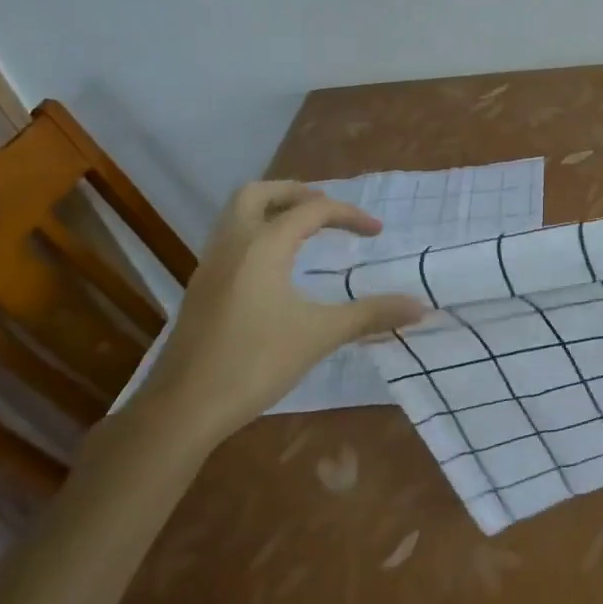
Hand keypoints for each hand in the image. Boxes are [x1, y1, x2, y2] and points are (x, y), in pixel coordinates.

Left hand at [133, 182, 426, 443]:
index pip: (313, 210)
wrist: (181, 410)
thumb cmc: (254, 363)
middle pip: (259, 193)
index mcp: (264, 245)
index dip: (349, 215)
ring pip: (237, 215)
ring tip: (303, 230)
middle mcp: (234, 243)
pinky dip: (256, 234)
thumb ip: (370, 314)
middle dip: (295, 193)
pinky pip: (229, 239)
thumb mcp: (319, 335)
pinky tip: (274, 267)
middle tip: (325, 210)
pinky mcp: (200, 289)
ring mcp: (210, 265)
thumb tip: (420, 307)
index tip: (376, 232)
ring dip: (271, 210)